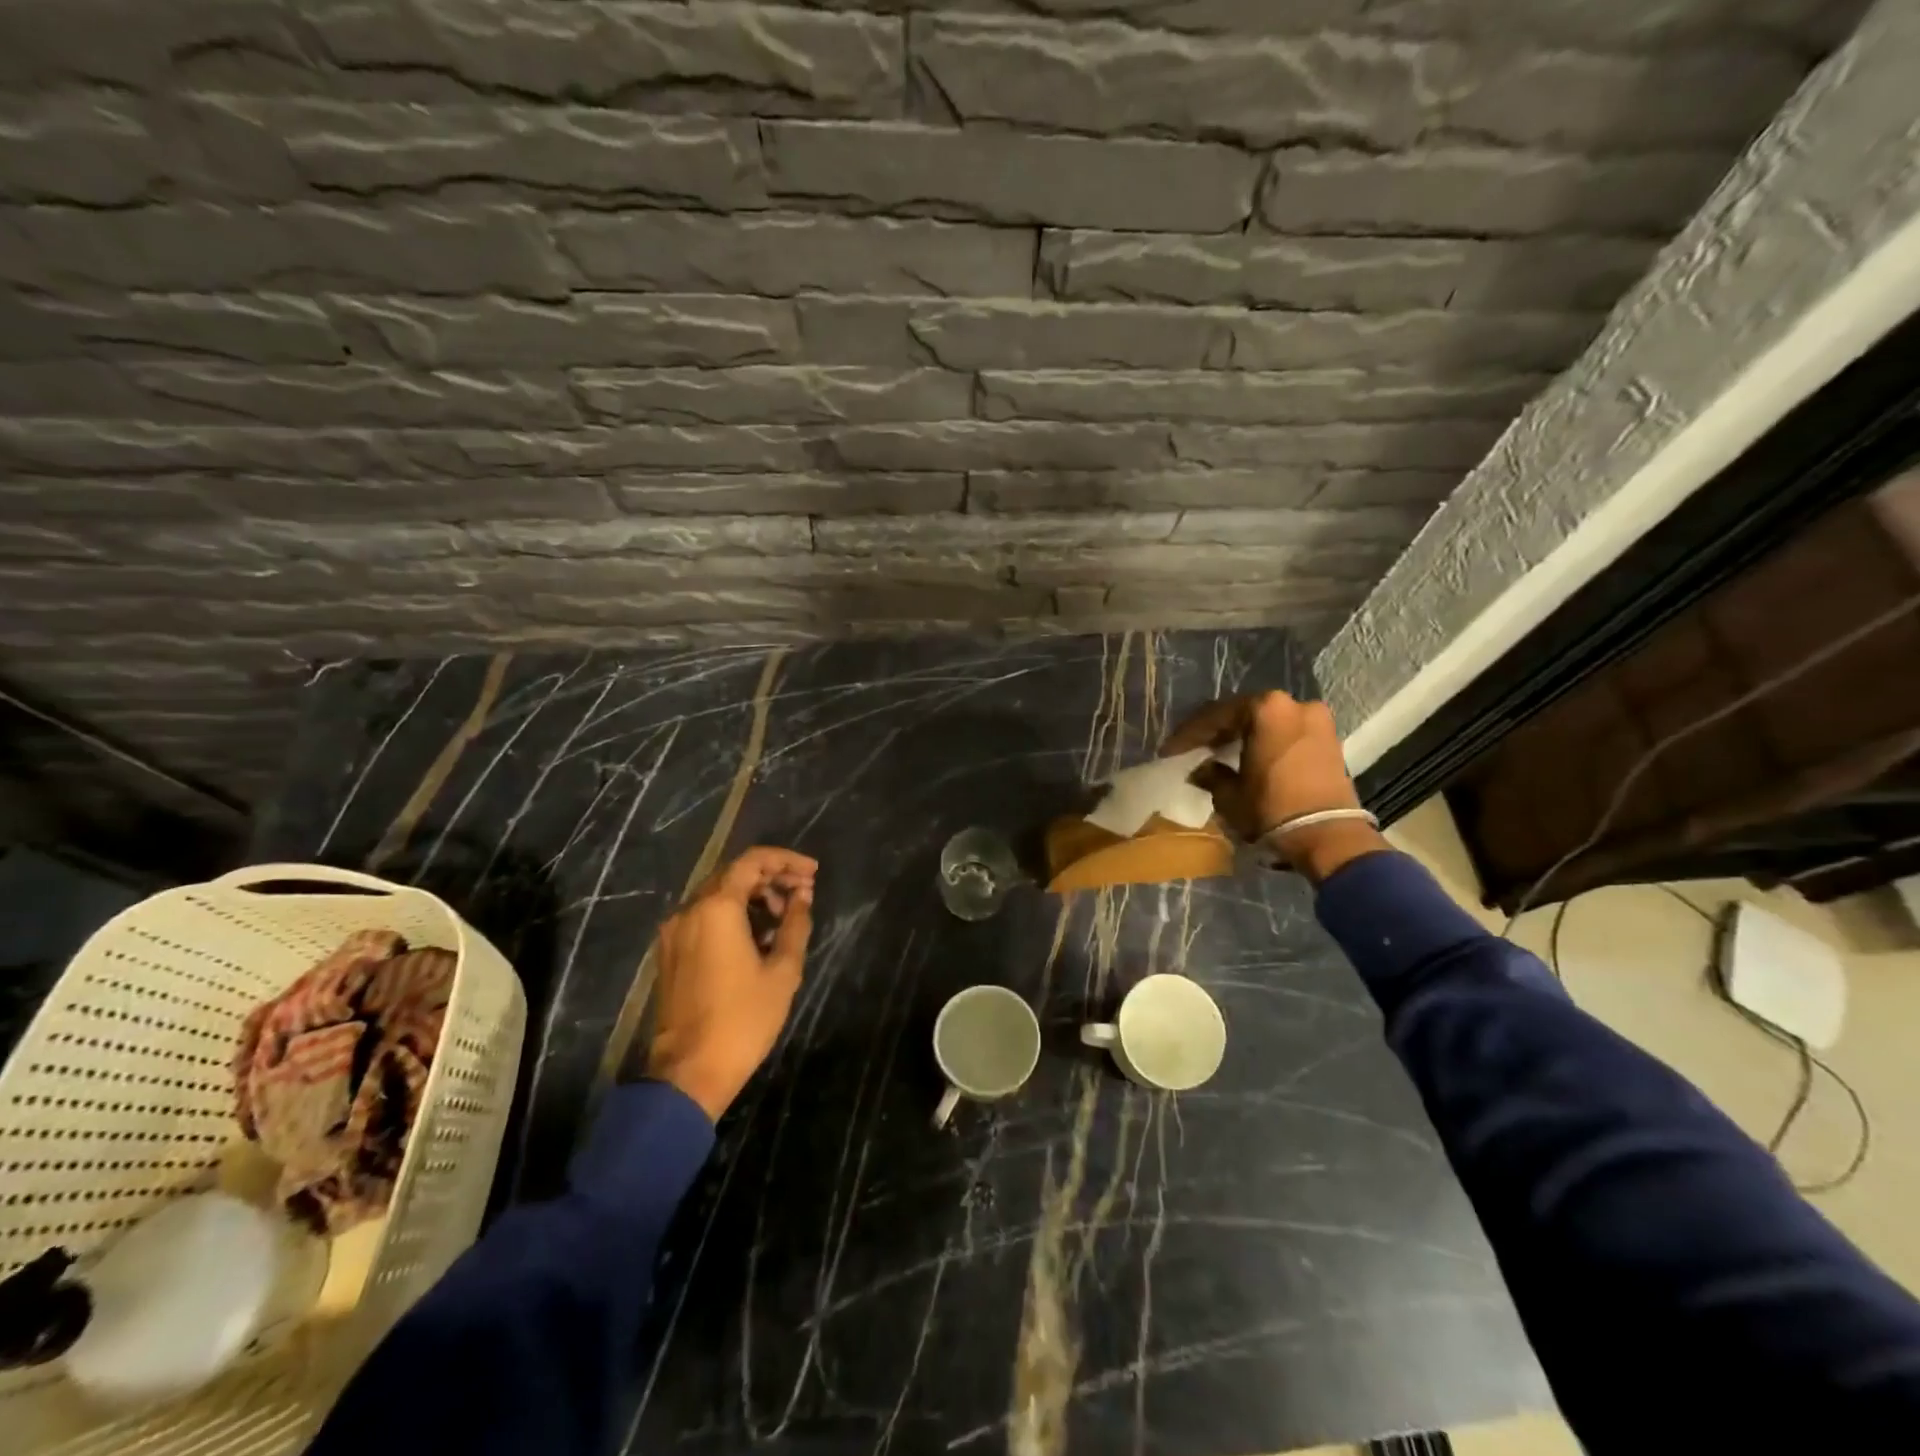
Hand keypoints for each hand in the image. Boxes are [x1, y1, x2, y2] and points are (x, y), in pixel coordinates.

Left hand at [646, 846, 816, 1121]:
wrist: (689, 1072)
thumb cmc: (743, 1020)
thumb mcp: (783, 971)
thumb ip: (796, 925)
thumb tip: (802, 896)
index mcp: (716, 908)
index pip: (753, 861)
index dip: (786, 861)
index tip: (813, 872)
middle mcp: (689, 910)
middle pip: (733, 875)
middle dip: (771, 878)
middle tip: (803, 893)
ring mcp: (675, 932)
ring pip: (718, 895)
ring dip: (753, 897)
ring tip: (784, 919)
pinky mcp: (670, 953)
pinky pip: (704, 916)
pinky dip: (733, 915)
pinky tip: (757, 936)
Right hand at [1161, 692, 1384, 881]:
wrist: (1328, 837)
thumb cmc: (1272, 809)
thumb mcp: (1229, 794)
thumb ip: (1210, 774)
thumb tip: (1200, 769)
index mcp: (1266, 708)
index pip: (1216, 716)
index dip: (1189, 735)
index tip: (1170, 751)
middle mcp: (1293, 704)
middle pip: (1243, 714)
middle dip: (1217, 731)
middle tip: (1193, 748)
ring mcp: (1316, 719)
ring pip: (1267, 722)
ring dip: (1242, 736)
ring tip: (1219, 753)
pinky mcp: (1329, 739)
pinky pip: (1286, 733)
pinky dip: (1266, 742)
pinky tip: (1248, 757)